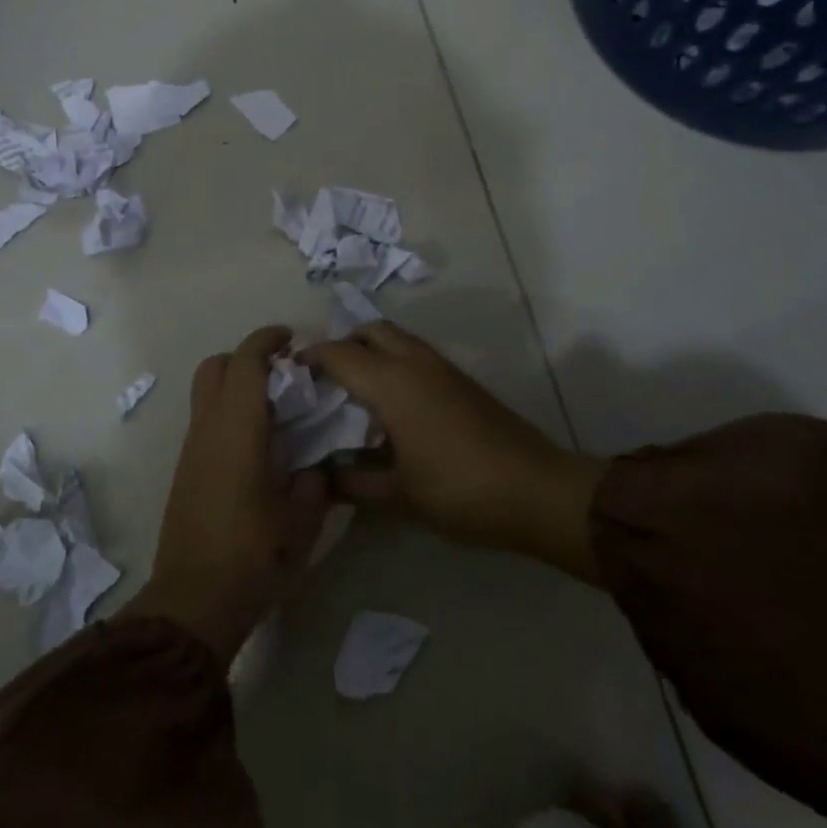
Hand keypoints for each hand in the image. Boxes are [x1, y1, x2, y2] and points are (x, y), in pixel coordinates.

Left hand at [126, 326, 332, 663]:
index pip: (246, 361)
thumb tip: (314, 468)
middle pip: (215, 366)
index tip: (290, 338)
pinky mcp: (185, 469)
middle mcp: (208, 426)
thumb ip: (314, 483)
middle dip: (245, 358)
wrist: (194, 598)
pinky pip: (205, 420)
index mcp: (237, 426)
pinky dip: (227, 412)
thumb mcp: (301, 519)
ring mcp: (191, 447)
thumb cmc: (253, 552)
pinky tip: (255, 443)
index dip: (266, 340)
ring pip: (206, 393)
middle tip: (281, 373)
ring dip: (235, 385)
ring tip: (273, 409)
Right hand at [301, 322, 603, 581]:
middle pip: (369, 331)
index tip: (289, 375)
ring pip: (395, 338)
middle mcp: (414, 362)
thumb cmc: (460, 491)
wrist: (538, 491)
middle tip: (324, 380)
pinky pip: (414, 353)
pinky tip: (390, 405)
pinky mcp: (460, 379)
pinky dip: (392, 362)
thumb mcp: (399, 496)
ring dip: (370, 350)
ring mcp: (441, 367)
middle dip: (342, 345)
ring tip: (353, 391)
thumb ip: (353, 484)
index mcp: (391, 383)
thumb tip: (319, 478)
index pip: (338, 354)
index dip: (309, 359)